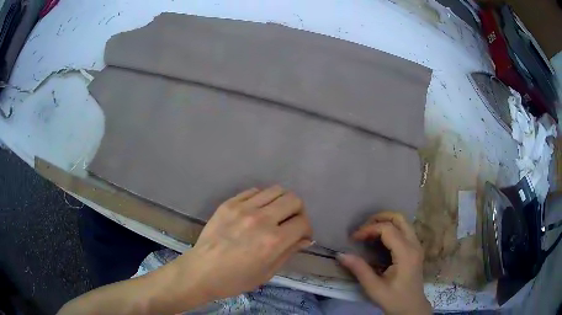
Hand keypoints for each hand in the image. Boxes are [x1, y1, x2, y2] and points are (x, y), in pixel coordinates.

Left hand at [172, 186, 312, 300]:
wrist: (202, 271)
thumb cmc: (235, 279)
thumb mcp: (267, 272)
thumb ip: (289, 252)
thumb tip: (305, 239)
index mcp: (273, 241)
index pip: (303, 222)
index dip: (307, 229)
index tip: (301, 236)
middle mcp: (261, 219)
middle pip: (293, 200)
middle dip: (298, 212)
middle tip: (290, 223)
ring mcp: (243, 208)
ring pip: (276, 190)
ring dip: (281, 202)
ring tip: (274, 215)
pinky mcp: (229, 203)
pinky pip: (254, 191)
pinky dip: (262, 199)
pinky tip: (256, 212)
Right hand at [338, 212, 430, 314]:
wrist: (411, 308)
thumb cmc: (394, 299)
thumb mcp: (374, 287)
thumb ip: (359, 269)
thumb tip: (341, 254)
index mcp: (406, 253)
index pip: (388, 229)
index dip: (369, 229)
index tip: (353, 238)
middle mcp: (414, 244)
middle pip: (399, 218)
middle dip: (379, 218)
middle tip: (363, 228)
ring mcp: (417, 246)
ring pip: (403, 222)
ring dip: (385, 222)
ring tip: (369, 232)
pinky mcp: (415, 249)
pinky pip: (404, 230)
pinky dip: (391, 229)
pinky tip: (379, 240)